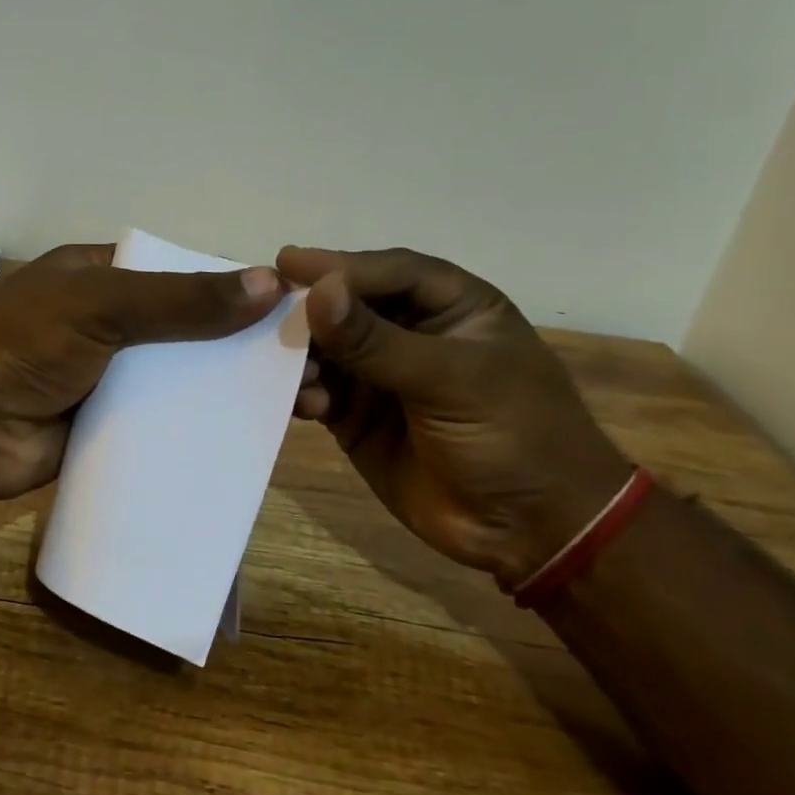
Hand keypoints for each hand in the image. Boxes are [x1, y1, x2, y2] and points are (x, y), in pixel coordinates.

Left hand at [0, 244, 286, 499]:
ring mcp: (107, 378)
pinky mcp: (107, 426)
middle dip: (241, 346)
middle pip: (186, 330)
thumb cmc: (26, 345)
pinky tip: (249, 441)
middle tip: (308, 366)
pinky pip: (162, 424)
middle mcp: (106, 323)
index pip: (180, 274)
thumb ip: (181, 299)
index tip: (292, 309)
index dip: (232, 288)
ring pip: (180, 379)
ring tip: (297, 406)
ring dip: (228, 391)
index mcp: (99, 277)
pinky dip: (199, 429)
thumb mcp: (102, 304)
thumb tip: (270, 284)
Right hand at [276, 246, 632, 586]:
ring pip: (328, 350)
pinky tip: (306, 405)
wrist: (531, 530)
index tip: (287, 264)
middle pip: (350, 306)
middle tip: (263, 309)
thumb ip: (377, 341)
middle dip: (311, 309)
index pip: (389, 272)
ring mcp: (382, 377)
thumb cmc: (513, 436)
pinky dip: (305, 394)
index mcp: (453, 308)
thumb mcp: (452, 380)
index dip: (341, 266)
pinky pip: (319, 393)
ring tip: (284, 366)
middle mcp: (413, 334)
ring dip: (303, 355)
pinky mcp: (358, 418)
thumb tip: (317, 292)